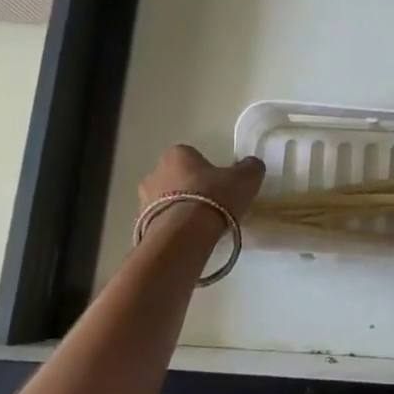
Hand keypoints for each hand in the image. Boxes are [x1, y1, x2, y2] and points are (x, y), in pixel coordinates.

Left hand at [138, 145, 266, 227]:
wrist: (184, 235)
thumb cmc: (214, 197)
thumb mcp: (245, 179)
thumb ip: (250, 167)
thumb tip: (251, 165)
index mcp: (177, 154)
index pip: (191, 156)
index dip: (206, 169)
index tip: (219, 184)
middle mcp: (155, 172)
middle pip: (176, 178)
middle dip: (190, 188)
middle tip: (211, 204)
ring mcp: (143, 200)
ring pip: (166, 201)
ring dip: (179, 209)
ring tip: (200, 226)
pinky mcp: (141, 226)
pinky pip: (161, 223)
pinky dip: (173, 229)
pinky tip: (189, 238)